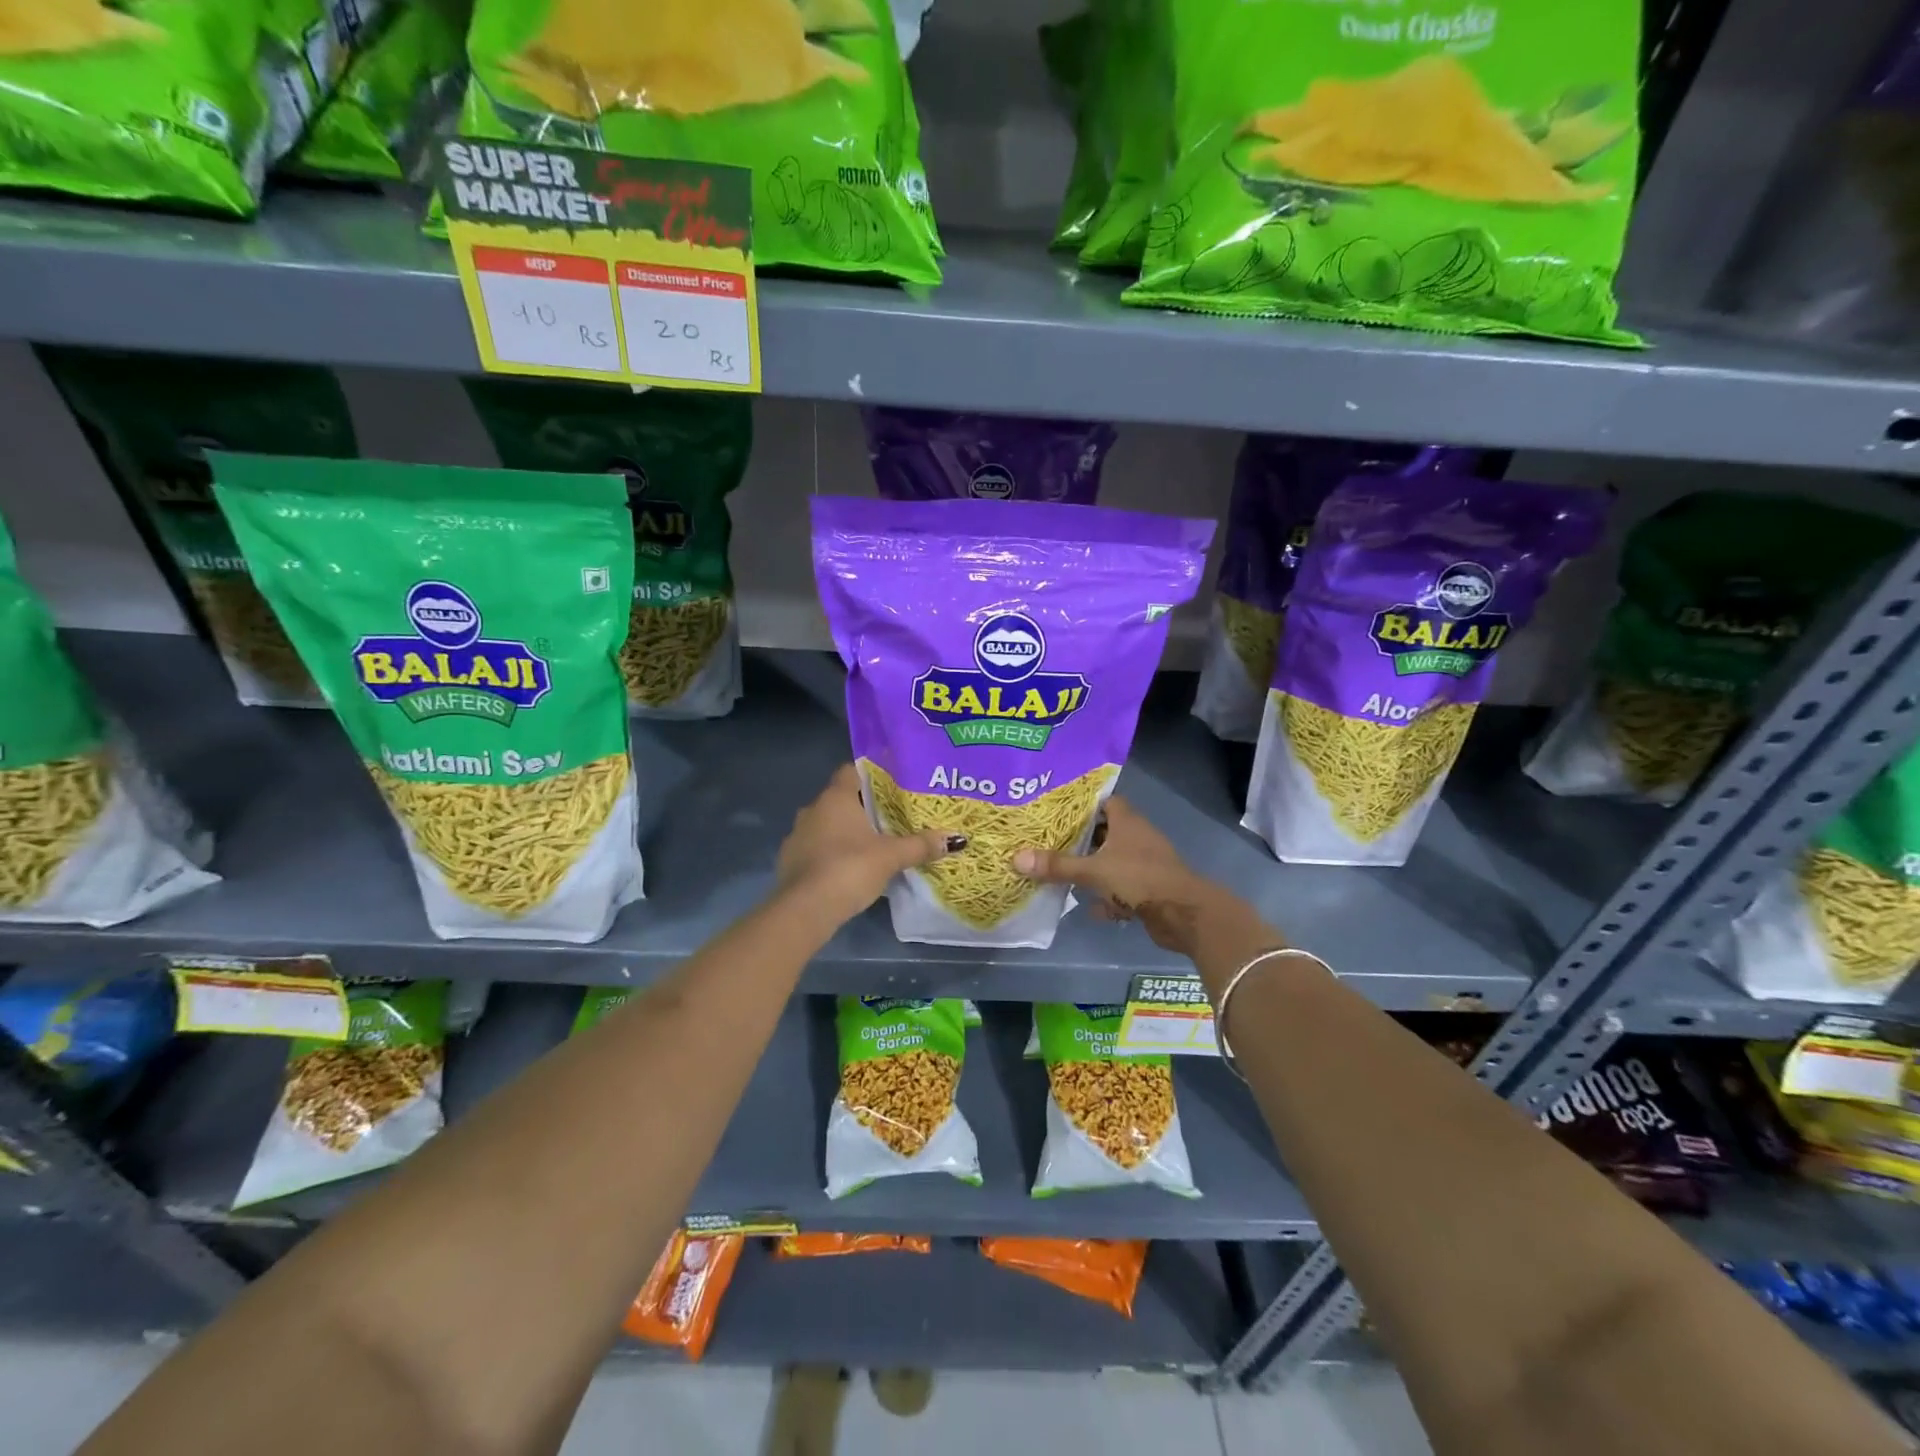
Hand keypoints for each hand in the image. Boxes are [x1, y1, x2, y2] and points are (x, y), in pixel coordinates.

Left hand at [776, 764, 960, 922]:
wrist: (804, 910)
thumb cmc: (849, 869)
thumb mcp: (891, 856)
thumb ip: (921, 845)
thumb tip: (956, 838)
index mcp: (835, 797)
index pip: (852, 770)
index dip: (872, 774)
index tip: (893, 783)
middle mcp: (812, 809)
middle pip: (842, 798)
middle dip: (865, 806)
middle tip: (893, 815)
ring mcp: (798, 835)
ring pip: (828, 824)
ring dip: (847, 831)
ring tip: (875, 842)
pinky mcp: (791, 860)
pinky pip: (817, 847)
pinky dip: (833, 851)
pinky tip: (851, 866)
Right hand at [1012, 797, 1213, 956]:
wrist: (1184, 914)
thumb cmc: (1138, 879)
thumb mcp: (1092, 871)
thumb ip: (1057, 865)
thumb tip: (1016, 858)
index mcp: (1127, 822)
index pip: (1104, 801)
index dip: (1083, 804)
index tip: (1058, 810)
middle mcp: (1138, 837)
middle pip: (1106, 832)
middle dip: (1082, 839)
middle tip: (1051, 842)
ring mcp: (1146, 863)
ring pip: (1114, 861)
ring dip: (1094, 869)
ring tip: (1065, 873)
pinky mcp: (1150, 888)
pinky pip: (1124, 888)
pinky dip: (1110, 897)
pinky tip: (1093, 908)